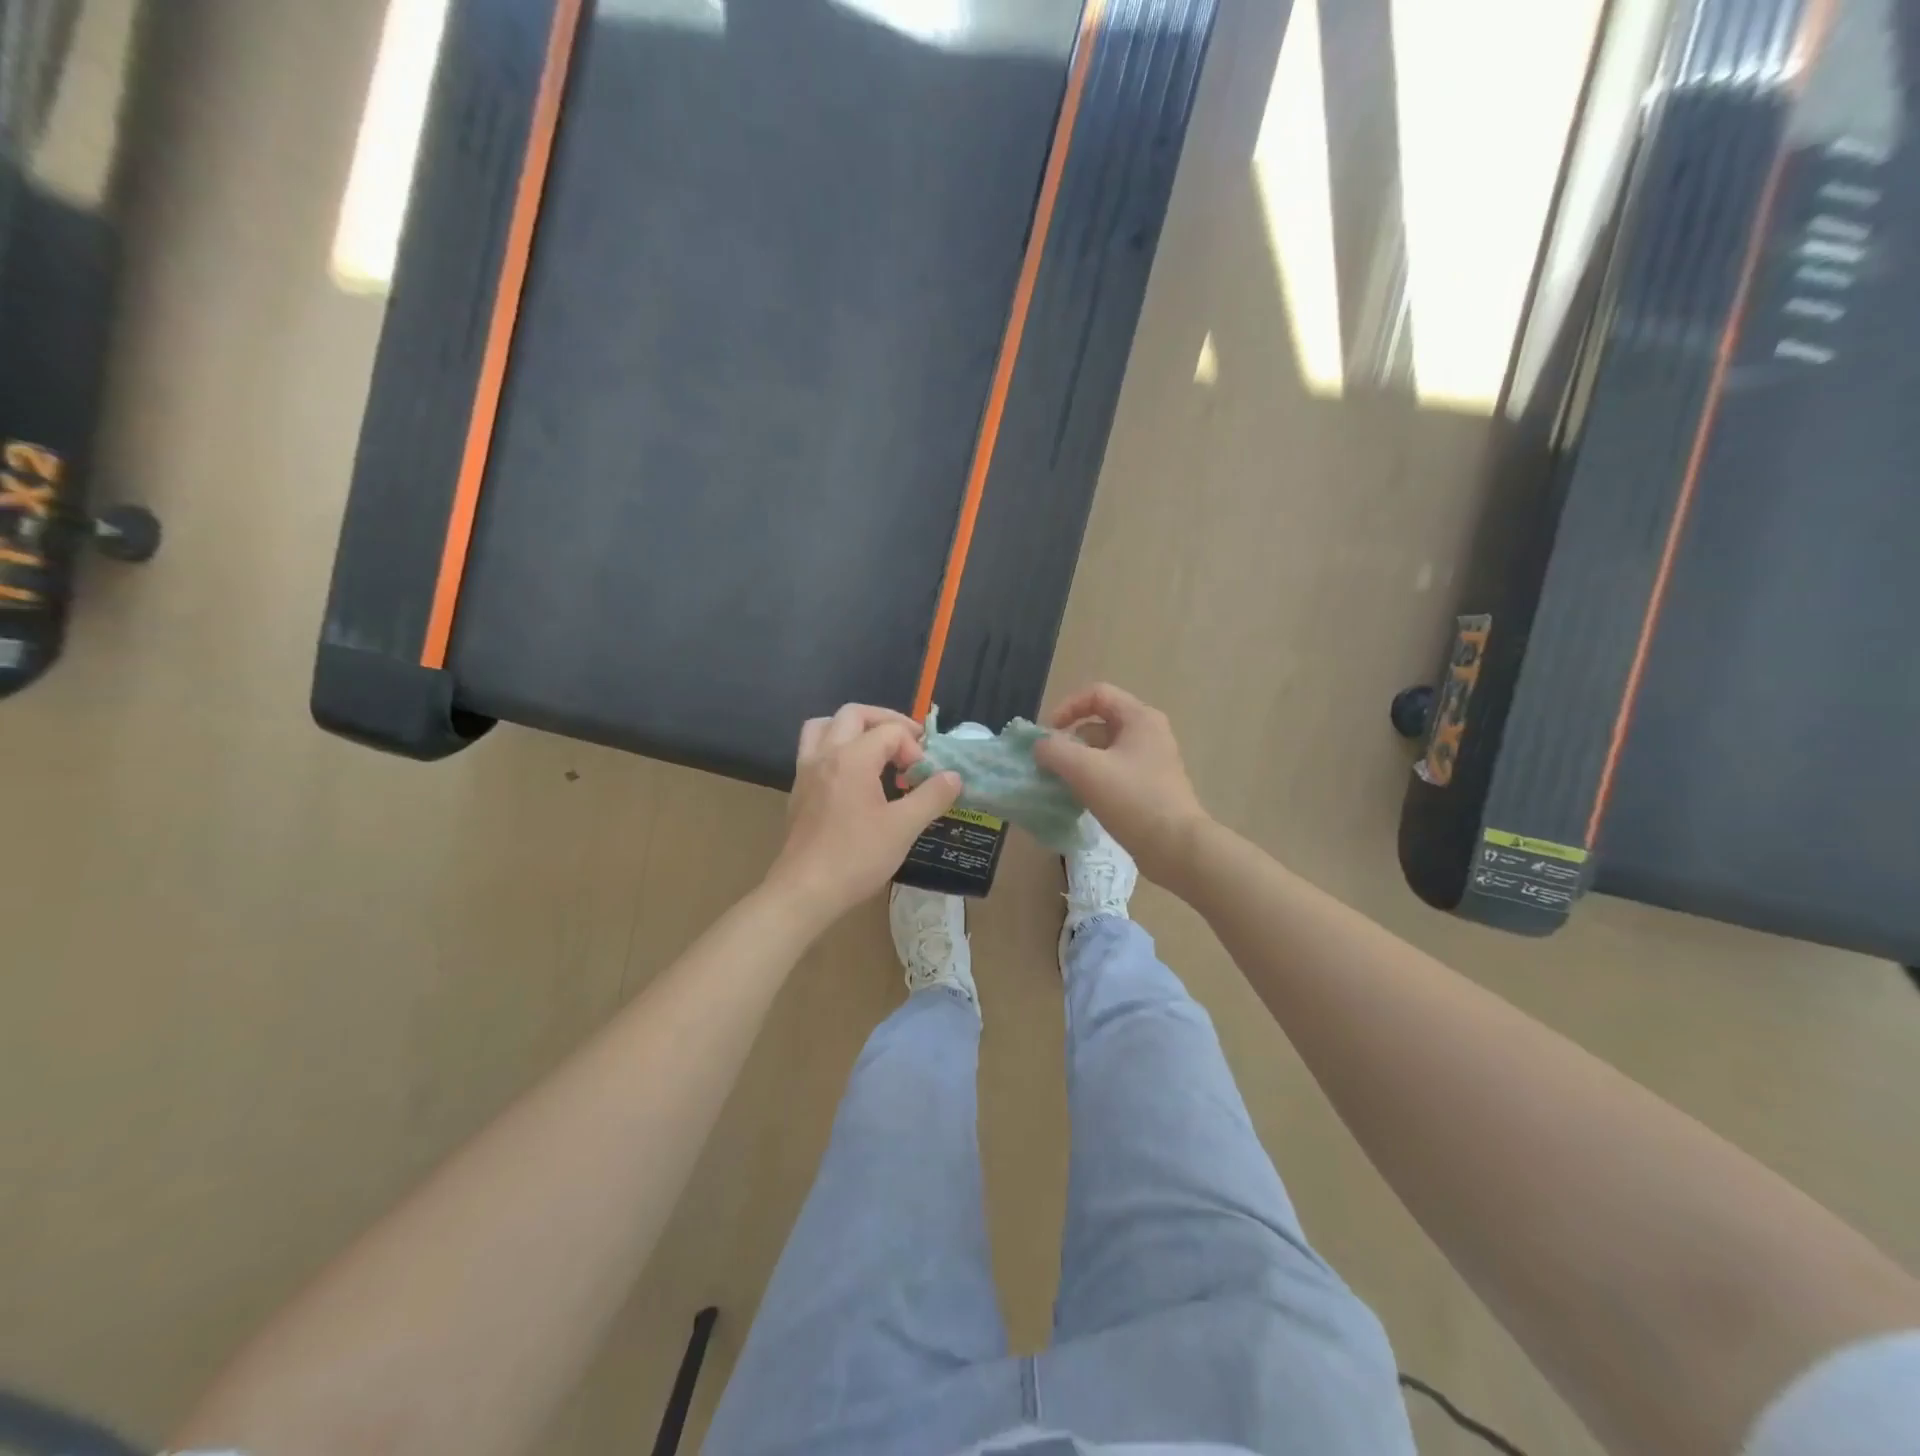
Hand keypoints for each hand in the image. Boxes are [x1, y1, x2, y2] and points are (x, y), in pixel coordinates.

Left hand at [764, 704, 961, 929]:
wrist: (805, 891)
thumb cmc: (856, 857)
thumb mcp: (904, 827)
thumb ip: (932, 797)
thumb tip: (954, 777)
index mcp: (852, 757)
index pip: (890, 731)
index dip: (914, 748)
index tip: (923, 778)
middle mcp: (825, 754)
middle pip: (854, 714)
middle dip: (885, 722)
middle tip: (908, 742)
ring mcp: (806, 771)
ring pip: (824, 726)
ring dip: (852, 729)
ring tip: (874, 749)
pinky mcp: (798, 790)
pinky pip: (814, 750)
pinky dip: (835, 748)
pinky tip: (853, 777)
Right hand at [1033, 683, 1211, 883]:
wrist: (1176, 848)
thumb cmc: (1133, 800)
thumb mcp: (1086, 770)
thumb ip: (1055, 751)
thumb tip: (1040, 747)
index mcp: (1139, 718)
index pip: (1097, 694)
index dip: (1067, 708)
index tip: (1048, 735)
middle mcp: (1148, 733)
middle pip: (1099, 723)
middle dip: (1069, 739)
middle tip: (1050, 763)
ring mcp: (1151, 762)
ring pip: (1104, 750)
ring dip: (1078, 762)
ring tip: (1059, 784)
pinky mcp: (1149, 787)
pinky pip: (1113, 772)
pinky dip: (1093, 779)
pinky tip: (1079, 800)